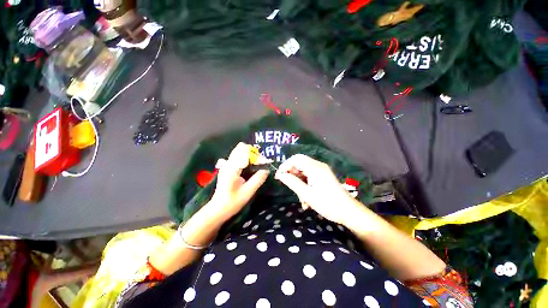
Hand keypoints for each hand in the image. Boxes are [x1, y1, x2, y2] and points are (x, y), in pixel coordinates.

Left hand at [209, 142, 269, 220]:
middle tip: (262, 164)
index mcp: (232, 168)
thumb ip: (258, 179)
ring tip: (258, 165)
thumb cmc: (232, 202)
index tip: (264, 164)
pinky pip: (239, 157)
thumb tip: (267, 170)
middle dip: (254, 154)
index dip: (256, 156)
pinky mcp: (228, 167)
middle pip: (242, 148)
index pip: (245, 152)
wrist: (217, 209)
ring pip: (240, 151)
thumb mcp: (248, 192)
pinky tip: (252, 167)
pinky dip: (247, 159)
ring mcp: (227, 165)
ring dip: (251, 156)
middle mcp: (228, 163)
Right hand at [275, 154, 358, 224]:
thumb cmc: (327, 203)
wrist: (349, 212)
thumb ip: (292, 182)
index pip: (295, 159)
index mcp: (314, 168)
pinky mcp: (323, 177)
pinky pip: (309, 177)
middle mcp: (318, 166)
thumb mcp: (307, 194)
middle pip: (299, 164)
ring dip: (299, 183)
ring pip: (303, 172)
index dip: (285, 165)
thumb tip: (280, 174)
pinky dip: (305, 186)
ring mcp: (321, 171)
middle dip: (292, 175)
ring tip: (301, 199)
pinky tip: (306, 200)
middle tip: (289, 187)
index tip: (279, 176)